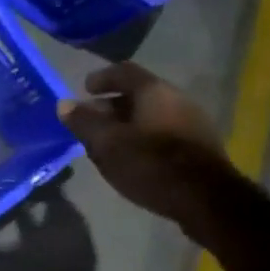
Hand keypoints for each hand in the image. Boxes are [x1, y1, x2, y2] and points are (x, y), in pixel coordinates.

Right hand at [58, 63, 231, 226]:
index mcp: (154, 91)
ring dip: (127, 124)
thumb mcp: (107, 144)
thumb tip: (64, 104)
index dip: (101, 78)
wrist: (205, 198)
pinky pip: (163, 131)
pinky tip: (133, 157)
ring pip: (151, 114)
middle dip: (111, 106)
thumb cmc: (150, 164)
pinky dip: (143, 137)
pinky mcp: (199, 145)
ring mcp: (192, 121)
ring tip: (108, 143)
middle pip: (139, 94)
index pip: (124, 71)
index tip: (84, 89)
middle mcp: (177, 98)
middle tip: (90, 122)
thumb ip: (84, 122)